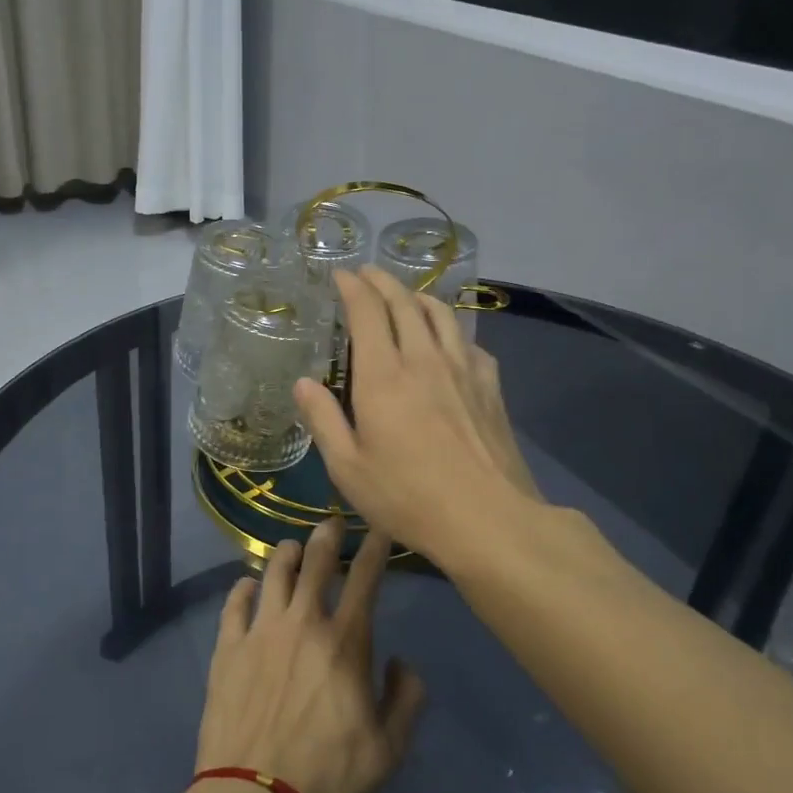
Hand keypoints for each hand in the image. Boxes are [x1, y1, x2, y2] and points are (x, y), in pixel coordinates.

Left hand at [196, 519, 425, 792]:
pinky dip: (244, 587)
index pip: (365, 578)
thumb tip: (402, 662)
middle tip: (330, 524)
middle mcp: (302, 622)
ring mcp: (260, 631)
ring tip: (292, 548)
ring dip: (286, 553)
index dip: (374, 547)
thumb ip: (407, 698)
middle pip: (316, 562)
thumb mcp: (389, 748)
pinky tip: (249, 584)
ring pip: (274, 572)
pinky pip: (234, 603)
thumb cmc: (330, 777)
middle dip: (327, 536)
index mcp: (345, 641)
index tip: (378, 527)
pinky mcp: (227, 648)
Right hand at [293, 267, 542, 567]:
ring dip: (419, 297)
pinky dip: (452, 330)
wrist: (487, 518)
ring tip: (407, 296)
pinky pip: (469, 343)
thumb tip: (302, 383)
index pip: (367, 312)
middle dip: (383, 282)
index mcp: (383, 376)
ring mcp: (463, 370)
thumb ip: (323, 420)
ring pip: (441, 315)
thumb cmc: (407, 497)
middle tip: (368, 273)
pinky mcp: (490, 387)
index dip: (352, 287)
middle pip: (405, 303)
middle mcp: (424, 359)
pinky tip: (449, 342)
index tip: (341, 275)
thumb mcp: (348, 468)